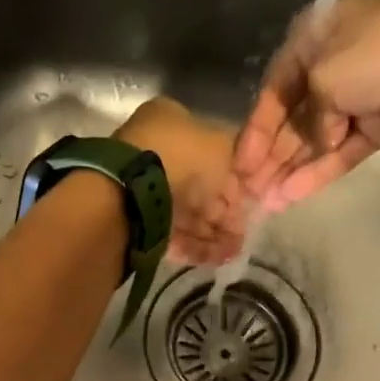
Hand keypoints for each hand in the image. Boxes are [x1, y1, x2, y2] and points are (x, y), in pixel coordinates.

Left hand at [115, 96, 247, 264]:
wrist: (133, 188)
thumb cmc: (182, 157)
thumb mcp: (221, 147)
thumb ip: (233, 162)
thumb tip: (235, 181)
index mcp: (171, 121)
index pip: (209, 152)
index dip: (231, 180)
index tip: (245, 204)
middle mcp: (155, 149)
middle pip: (197, 187)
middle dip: (221, 215)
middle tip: (241, 237)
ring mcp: (142, 185)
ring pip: (185, 213)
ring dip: (210, 235)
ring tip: (228, 254)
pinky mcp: (135, 218)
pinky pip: (169, 232)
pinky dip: (191, 246)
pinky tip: (211, 259)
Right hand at [234, 0, 379, 213]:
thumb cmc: (378, 53)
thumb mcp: (324, 77)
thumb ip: (308, 118)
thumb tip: (319, 141)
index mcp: (312, 41)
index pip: (273, 92)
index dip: (254, 132)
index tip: (240, 168)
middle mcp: (329, 67)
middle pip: (291, 120)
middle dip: (269, 158)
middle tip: (247, 193)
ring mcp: (357, 98)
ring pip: (315, 141)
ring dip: (290, 171)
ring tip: (266, 204)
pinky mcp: (379, 125)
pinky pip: (341, 151)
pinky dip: (319, 171)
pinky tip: (293, 196)